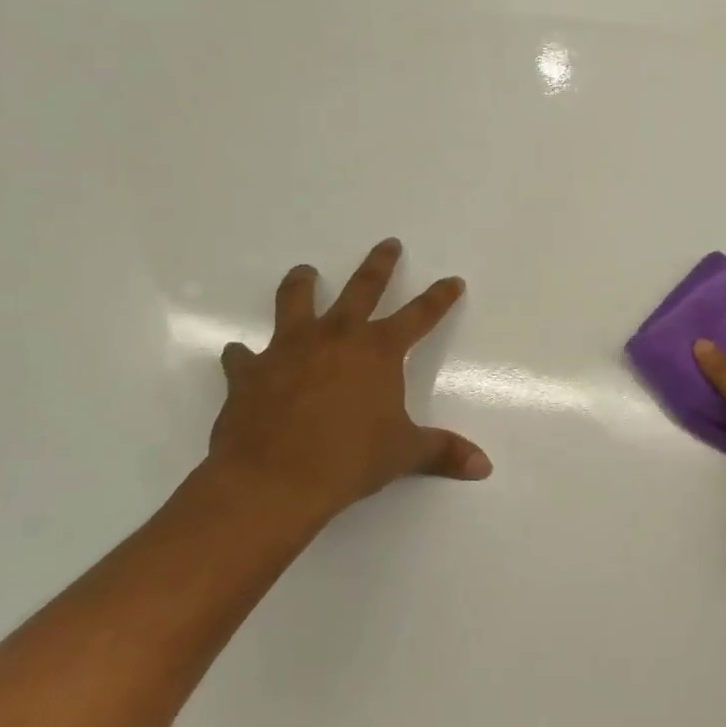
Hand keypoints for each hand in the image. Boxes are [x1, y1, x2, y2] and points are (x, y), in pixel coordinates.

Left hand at [198, 239, 491, 533]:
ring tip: (305, 272)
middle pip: (362, 288)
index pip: (420, 315)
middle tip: (388, 244)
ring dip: (302, 284)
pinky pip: (244, 356)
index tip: (452, 281)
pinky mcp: (249, 372)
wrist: (271, 482)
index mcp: (378, 351)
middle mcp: (336, 338)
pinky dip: (244, 355)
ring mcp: (288, 350)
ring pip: (296, 302)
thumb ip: (443, 451)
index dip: (439, 298)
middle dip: (380, 265)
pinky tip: (241, 354)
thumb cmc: (348, 461)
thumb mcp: (404, 454)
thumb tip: (484, 466)